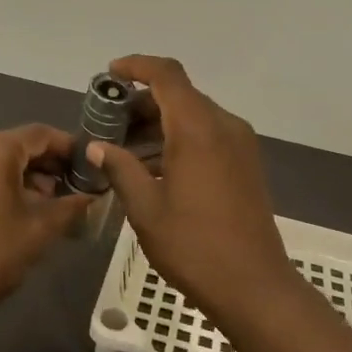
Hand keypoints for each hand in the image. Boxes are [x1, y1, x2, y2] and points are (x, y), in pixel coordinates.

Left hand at [0, 124, 95, 319]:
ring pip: (0, 159)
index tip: (92, 165)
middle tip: (77, 187)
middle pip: (19, 144)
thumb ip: (71, 206)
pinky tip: (23, 208)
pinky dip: (5, 182)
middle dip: (50, 163)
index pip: (40, 134)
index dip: (70, 147)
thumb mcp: (39, 230)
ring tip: (53, 203)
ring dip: (28, 175)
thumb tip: (93, 196)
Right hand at [88, 56, 299, 322]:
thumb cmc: (194, 246)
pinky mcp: (246, 164)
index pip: (167, 75)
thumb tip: (97, 147)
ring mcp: (240, 145)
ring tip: (124, 149)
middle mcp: (224, 126)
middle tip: (108, 123)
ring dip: (159, 124)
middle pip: (180, 95)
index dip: (137, 66)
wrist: (254, 285)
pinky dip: (179, 139)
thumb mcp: (146, 208)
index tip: (109, 75)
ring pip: (194, 116)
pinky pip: (208, 136)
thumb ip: (120, 168)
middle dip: (142, 102)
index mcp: (198, 129)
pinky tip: (154, 167)